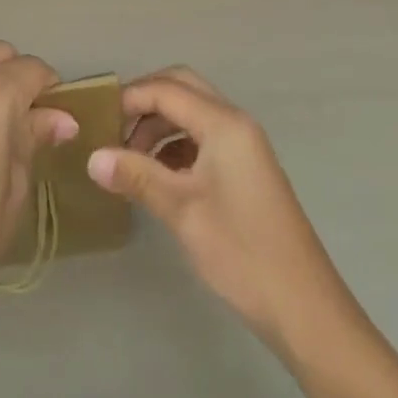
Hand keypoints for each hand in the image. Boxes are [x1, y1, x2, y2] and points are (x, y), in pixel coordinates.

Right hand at [87, 66, 343, 347]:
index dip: (129, 99)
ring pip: (192, 112)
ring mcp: (244, 145)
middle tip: (114, 130)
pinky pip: (204, 136)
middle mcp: (235, 122)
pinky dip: (176, 144)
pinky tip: (158, 176)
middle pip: (182, 88)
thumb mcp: (182, 211)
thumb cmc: (241, 252)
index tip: (96, 122)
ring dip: (160, 125)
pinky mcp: (245, 168)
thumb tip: (91, 158)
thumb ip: (136, 176)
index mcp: (224, 123)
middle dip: (145, 102)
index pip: (166, 89)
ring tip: (130, 160)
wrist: (306, 310)